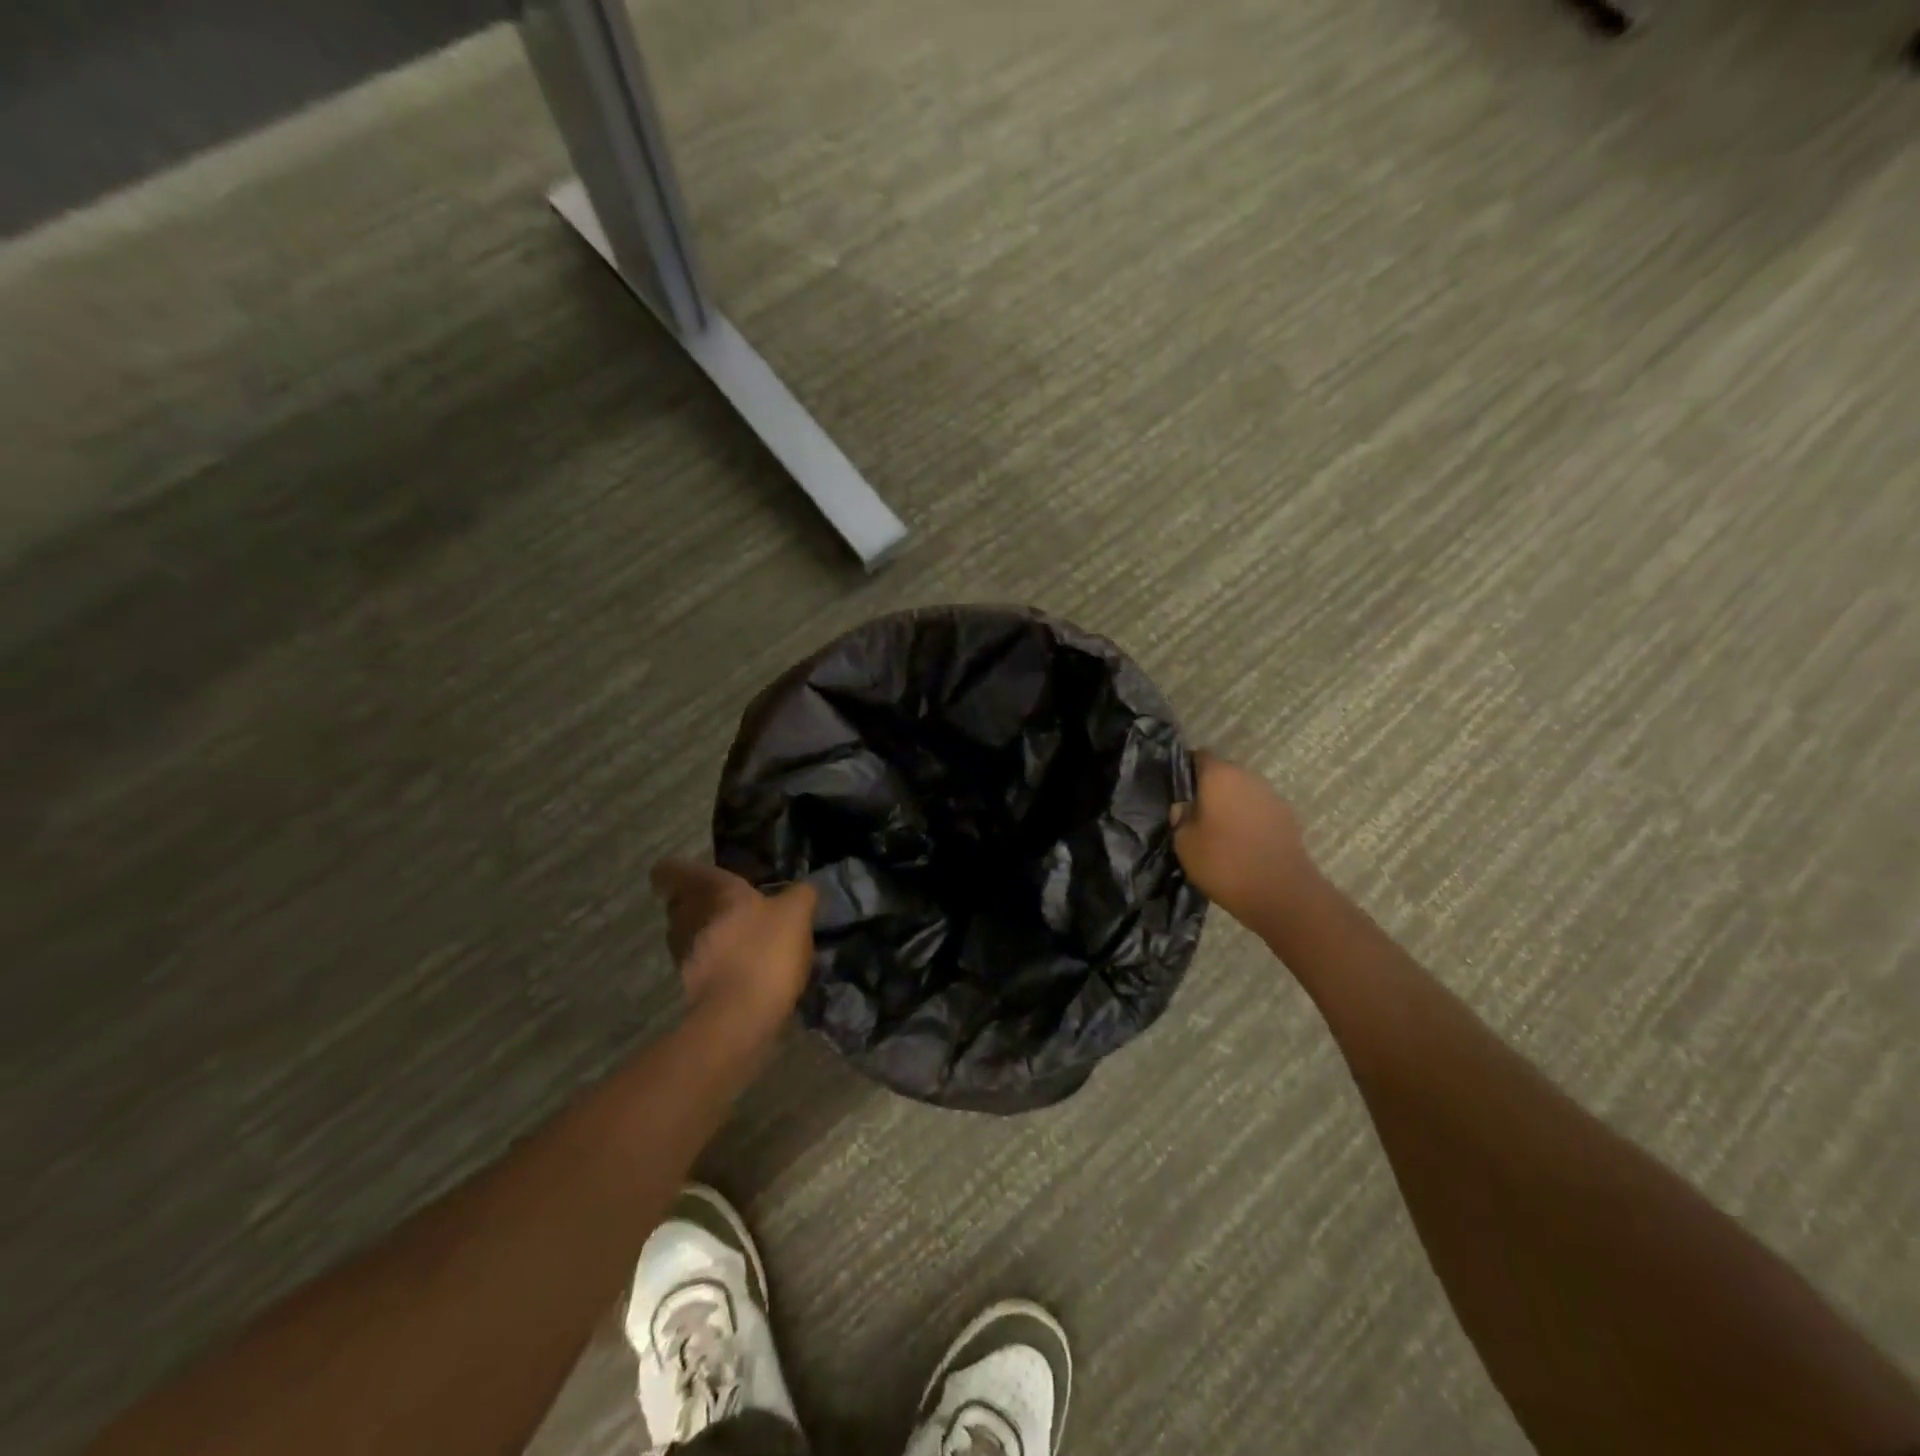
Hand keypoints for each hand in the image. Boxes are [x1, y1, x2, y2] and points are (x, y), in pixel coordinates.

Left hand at [648, 860, 816, 1024]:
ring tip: (739, 939)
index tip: (693, 874)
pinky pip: (699, 962)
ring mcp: (684, 954)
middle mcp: (689, 917)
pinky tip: (743, 968)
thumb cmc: (765, 951)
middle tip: (729, 906)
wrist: (740, 1016)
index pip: (672, 871)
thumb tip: (802, 889)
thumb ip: (800, 894)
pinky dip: (715, 962)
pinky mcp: (690, 986)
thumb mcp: (796, 914)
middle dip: (699, 903)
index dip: (677, 870)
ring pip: (688, 933)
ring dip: (707, 933)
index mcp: (712, 891)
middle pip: (680, 903)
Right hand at [1171, 752, 1319, 934]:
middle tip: (1195, 816)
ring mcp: (1271, 796)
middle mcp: (1247, 777)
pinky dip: (1249, 821)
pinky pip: (1259, 811)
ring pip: (1243, 792)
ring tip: (1218, 833)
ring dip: (1231, 805)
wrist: (1281, 892)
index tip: (1177, 792)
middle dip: (1209, 790)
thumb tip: (1185, 807)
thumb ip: (1181, 818)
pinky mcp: (1288, 817)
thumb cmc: (1224, 862)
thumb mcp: (1184, 843)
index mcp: (1219, 775)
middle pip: (1223, 774)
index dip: (1185, 771)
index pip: (1198, 757)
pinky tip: (1242, 844)